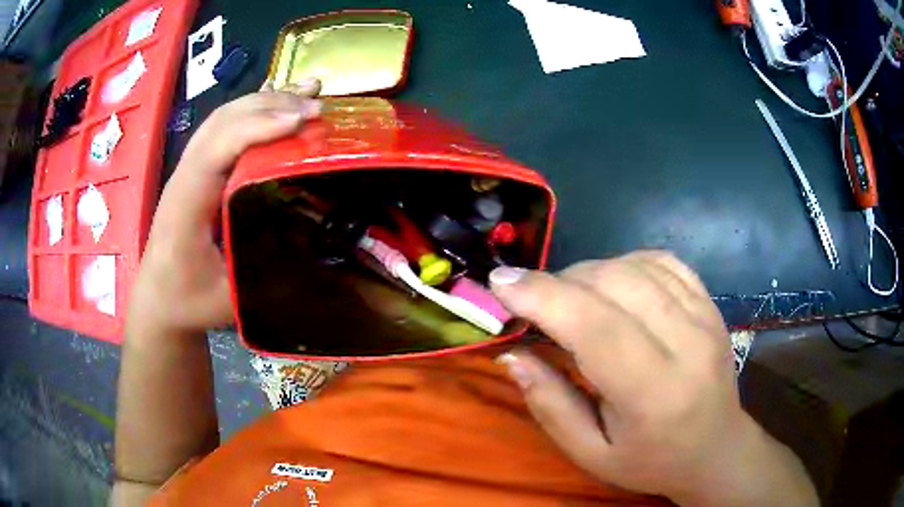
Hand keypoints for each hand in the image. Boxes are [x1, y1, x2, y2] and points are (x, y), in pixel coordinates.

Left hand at [128, 80, 321, 332]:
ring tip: (307, 93)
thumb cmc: (187, 302)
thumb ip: (266, 278)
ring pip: (223, 118)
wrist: (157, 300)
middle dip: (270, 106)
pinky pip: (223, 127)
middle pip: (222, 122)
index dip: (257, 129)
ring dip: (265, 101)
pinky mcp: (197, 171)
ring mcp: (189, 169)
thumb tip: (317, 256)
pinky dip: (254, 109)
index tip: (301, 122)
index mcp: (185, 206)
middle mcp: (184, 177)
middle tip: (318, 106)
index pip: (216, 150)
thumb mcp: (229, 300)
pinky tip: (278, 99)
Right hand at [491, 252, 815, 505]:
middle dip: (559, 282)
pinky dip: (626, 262)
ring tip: (570, 297)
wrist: (716, 447)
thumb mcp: (591, 454)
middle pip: (615, 284)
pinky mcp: (710, 304)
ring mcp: (704, 317)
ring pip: (636, 266)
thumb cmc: (650, 460)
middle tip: (533, 302)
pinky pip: (663, 261)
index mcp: (654, 394)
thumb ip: (550, 405)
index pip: (596, 327)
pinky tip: (613, 283)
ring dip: (589, 272)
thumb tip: (512, 354)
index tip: (500, 282)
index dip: (544, 296)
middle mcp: (686, 344)